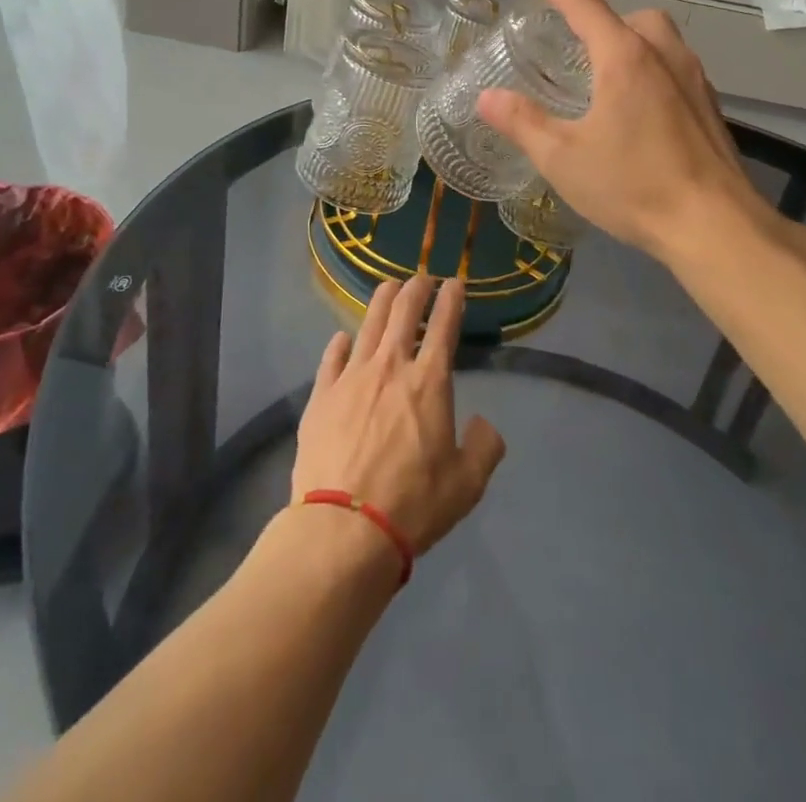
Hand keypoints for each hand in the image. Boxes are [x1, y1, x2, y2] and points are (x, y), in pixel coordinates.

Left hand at [292, 276, 505, 555]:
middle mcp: (391, 367)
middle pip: (403, 312)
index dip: (451, 299)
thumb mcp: (467, 484)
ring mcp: (351, 377)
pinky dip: (340, 343)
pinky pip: (332, 358)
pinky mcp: (321, 395)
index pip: (444, 325)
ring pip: (368, 324)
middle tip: (422, 278)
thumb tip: (483, 424)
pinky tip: (343, 338)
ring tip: (388, 287)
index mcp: (429, 382)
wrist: (344, 527)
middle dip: (416, 289)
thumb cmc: (413, 503)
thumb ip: (484, 447)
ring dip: (381, 301)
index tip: (455, 282)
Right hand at [476, 0, 769, 260]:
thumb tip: (486, 98)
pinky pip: (678, 69)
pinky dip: (654, 70)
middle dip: (603, 20)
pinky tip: (640, 110)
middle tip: (576, 44)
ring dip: (633, 42)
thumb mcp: (562, 158)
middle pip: (633, 18)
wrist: (715, 226)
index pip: (586, 7)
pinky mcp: (711, 108)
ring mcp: (695, 81)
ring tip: (606, 75)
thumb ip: (522, 123)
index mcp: (625, 58)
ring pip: (662, 40)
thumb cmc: (633, 185)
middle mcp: (665, 56)